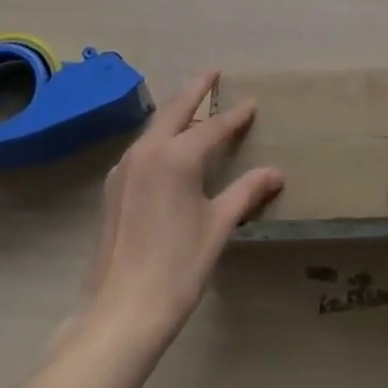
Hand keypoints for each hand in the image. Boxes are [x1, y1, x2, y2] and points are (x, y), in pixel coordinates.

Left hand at [75, 72, 282, 344]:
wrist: (121, 313)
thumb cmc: (178, 268)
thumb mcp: (218, 226)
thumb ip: (246, 192)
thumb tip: (275, 173)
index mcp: (176, 156)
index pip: (213, 127)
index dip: (235, 116)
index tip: (251, 103)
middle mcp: (148, 151)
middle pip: (176, 110)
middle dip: (196, 90)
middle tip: (212, 74)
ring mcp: (125, 167)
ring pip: (155, 126)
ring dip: (176, 112)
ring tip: (193, 105)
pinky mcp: (113, 187)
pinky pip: (142, 147)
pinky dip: (160, 136)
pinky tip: (168, 147)